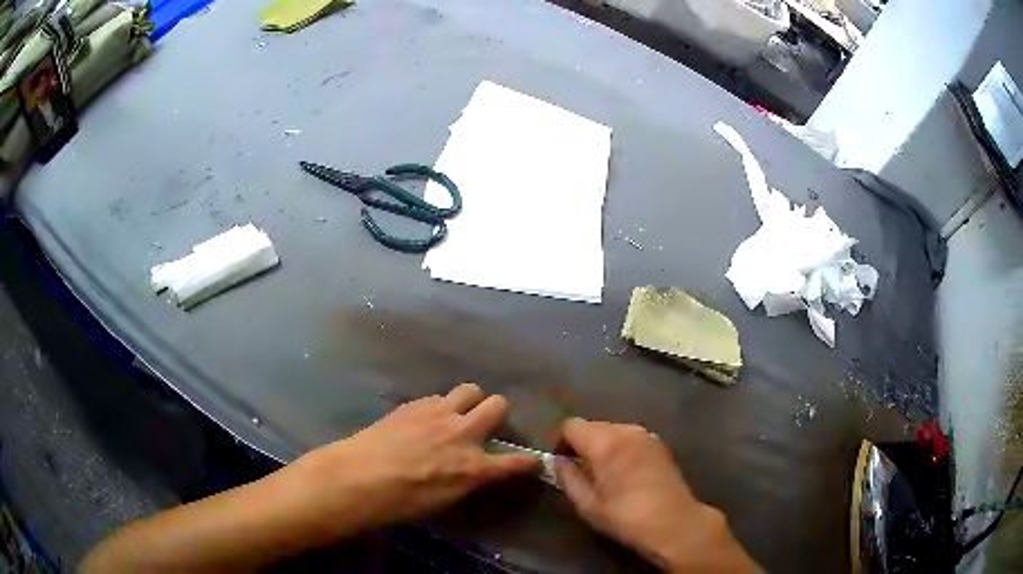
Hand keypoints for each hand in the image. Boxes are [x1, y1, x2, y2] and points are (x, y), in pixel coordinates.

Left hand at [298, 383, 539, 529]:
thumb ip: (466, 480)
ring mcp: (439, 414)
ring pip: (471, 389)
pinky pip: (439, 396)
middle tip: (485, 426)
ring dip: (471, 402)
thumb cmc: (400, 502)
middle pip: (498, 405)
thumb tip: (473, 471)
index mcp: (473, 467)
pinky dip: (440, 406)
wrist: (359, 477)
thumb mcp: (443, 501)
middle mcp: (463, 434)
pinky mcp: (416, 404)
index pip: (517, 462)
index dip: (530, 463)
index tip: (533, 462)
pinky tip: (426, 419)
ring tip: (457, 414)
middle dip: (498, 414)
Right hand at [557, 418, 758, 572]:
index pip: (570, 426)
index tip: (563, 465)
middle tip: (583, 474)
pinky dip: (621, 449)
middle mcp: (626, 430)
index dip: (561, 443)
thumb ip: (568, 478)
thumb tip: (558, 461)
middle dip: (583, 445)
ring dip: (603, 447)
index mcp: (605, 442)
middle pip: (592, 426)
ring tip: (606, 475)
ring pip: (612, 431)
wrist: (675, 523)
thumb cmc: (626, 517)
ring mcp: (646, 435)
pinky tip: (627, 474)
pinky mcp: (660, 444)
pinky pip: (630, 438)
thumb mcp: (587, 505)